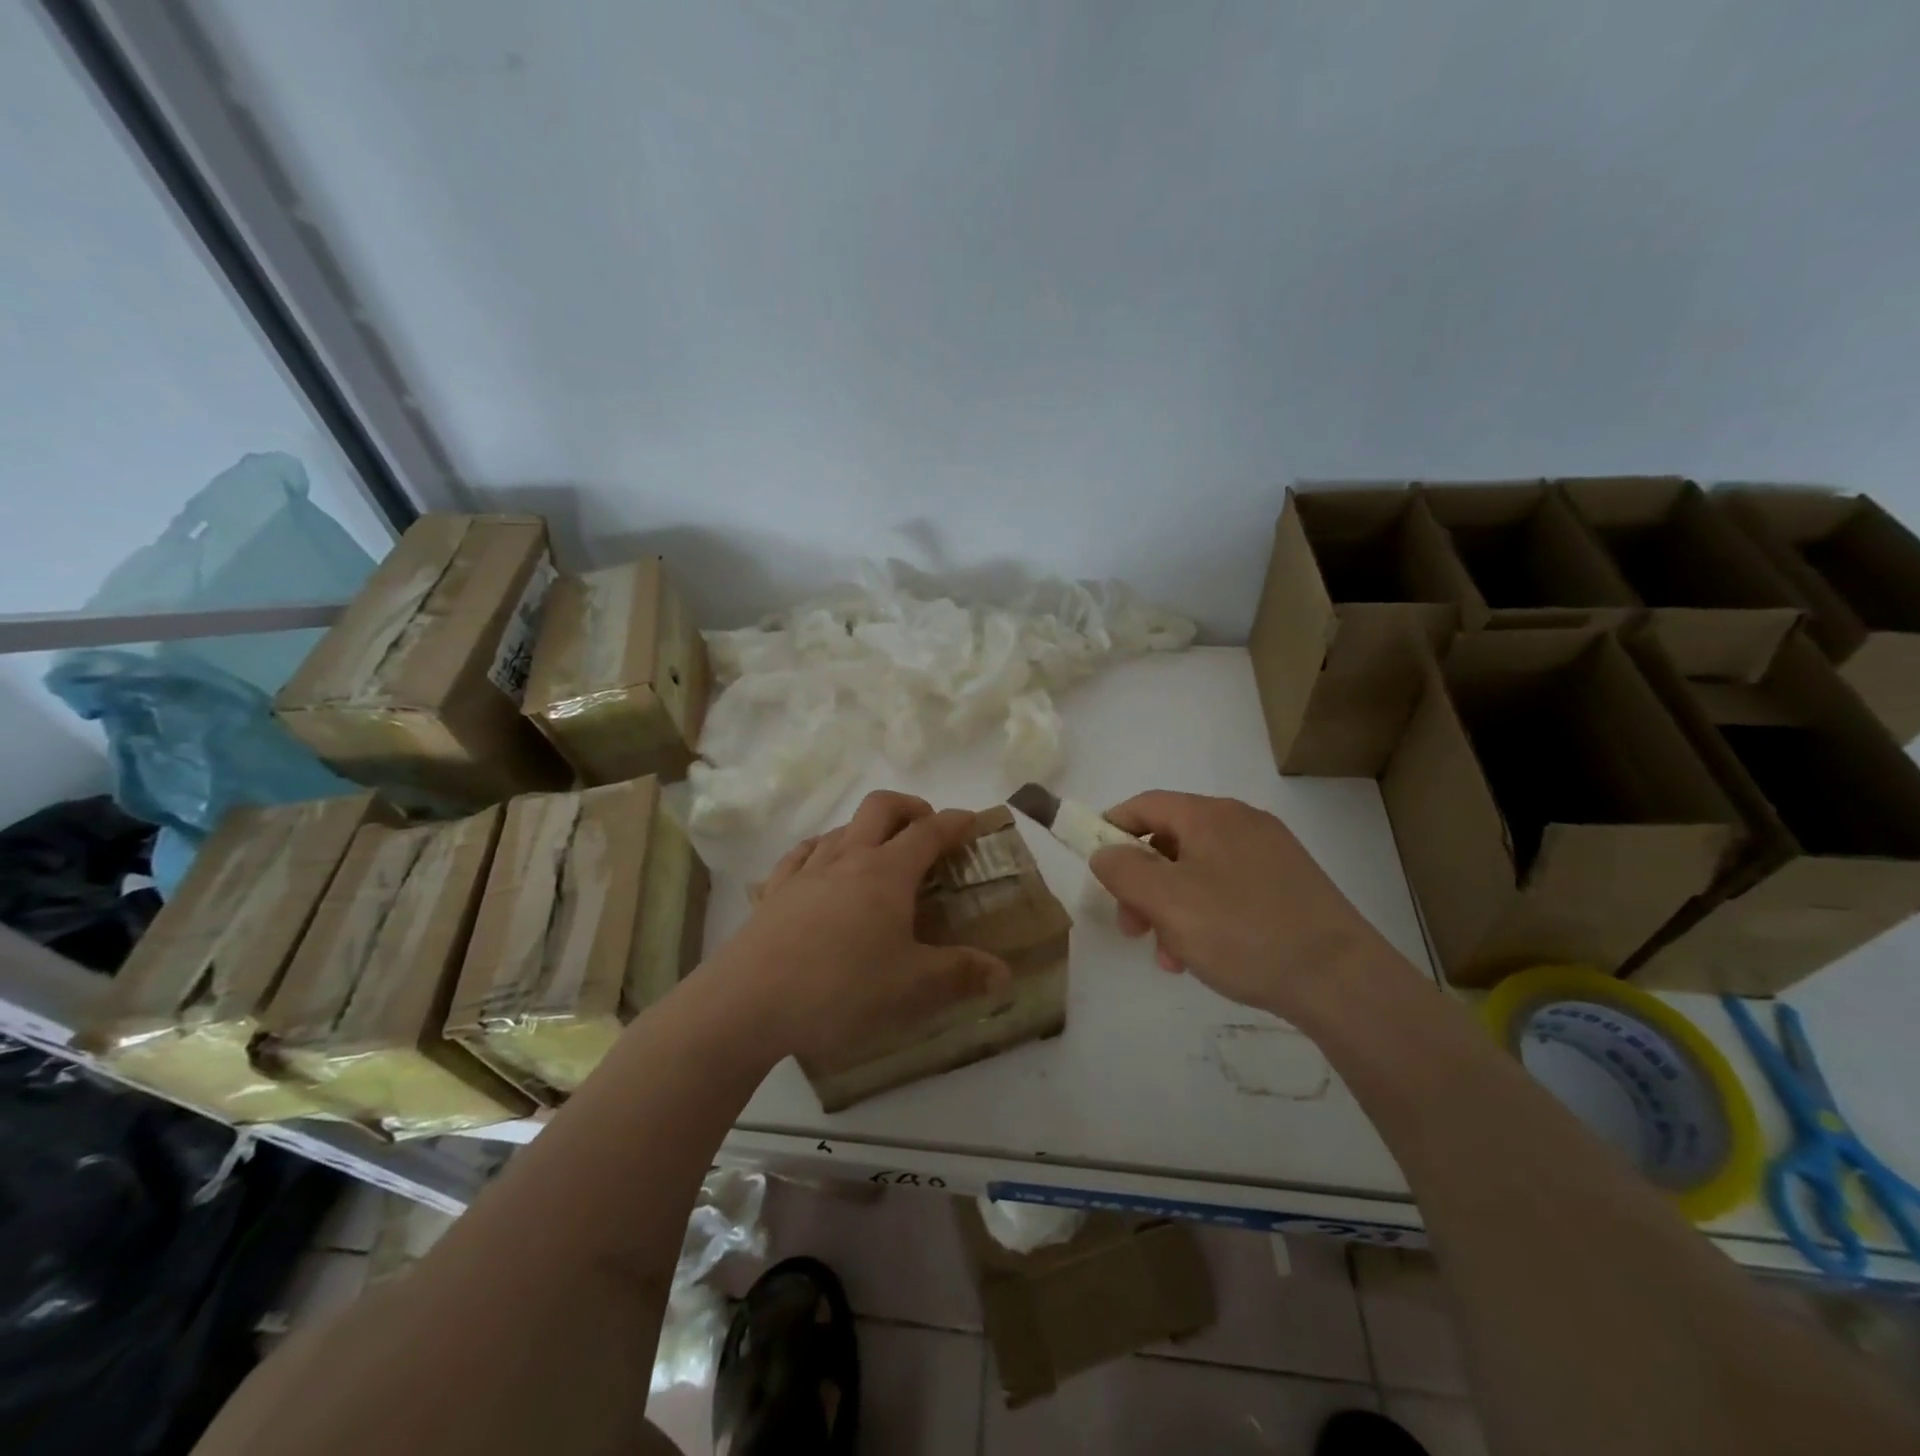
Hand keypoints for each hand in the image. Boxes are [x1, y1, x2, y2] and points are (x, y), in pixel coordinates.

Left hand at [714, 792, 1011, 1064]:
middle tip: (927, 827)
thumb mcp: (912, 988)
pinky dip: (820, 850)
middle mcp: (847, 858)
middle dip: (910, 807)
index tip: (973, 821)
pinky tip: (819, 867)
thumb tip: (1004, 973)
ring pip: (840, 828)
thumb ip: (961, 975)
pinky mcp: (773, 892)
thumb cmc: (841, 989)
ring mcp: (805, 872)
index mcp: (886, 873)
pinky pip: (800, 855)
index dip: (955, 822)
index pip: (929, 832)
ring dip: (866, 829)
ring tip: (878, 854)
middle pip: (881, 807)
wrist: (748, 1003)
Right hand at [1089, 790, 1406, 1024]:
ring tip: (1170, 956)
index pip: (1145, 805)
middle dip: (1141, 884)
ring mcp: (1270, 854)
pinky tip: (1205, 957)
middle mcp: (1241, 823)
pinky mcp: (1289, 885)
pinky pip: (1228, 889)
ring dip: (1170, 908)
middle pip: (1170, 842)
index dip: (1111, 828)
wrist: (1341, 979)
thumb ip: (1124, 870)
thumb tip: (1104, 852)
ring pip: (1198, 871)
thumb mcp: (1167, 902)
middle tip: (1132, 928)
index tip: (1093, 864)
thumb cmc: (1242, 932)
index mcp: (1210, 816)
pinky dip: (1204, 915)